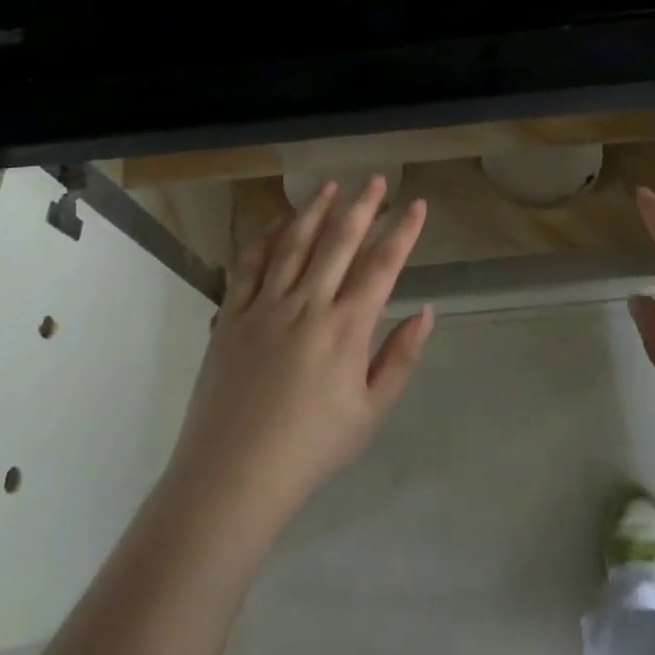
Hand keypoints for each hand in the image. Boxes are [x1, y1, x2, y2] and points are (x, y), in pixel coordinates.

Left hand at [164, 177, 433, 533]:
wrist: (233, 476)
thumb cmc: (311, 449)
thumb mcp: (371, 412)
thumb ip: (400, 358)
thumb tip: (424, 311)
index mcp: (346, 328)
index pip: (382, 266)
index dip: (402, 231)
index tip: (415, 204)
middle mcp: (307, 305)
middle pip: (339, 243)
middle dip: (361, 206)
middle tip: (375, 178)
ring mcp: (264, 307)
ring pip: (293, 245)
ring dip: (314, 212)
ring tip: (329, 186)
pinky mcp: (230, 317)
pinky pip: (248, 267)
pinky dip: (263, 239)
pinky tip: (275, 223)